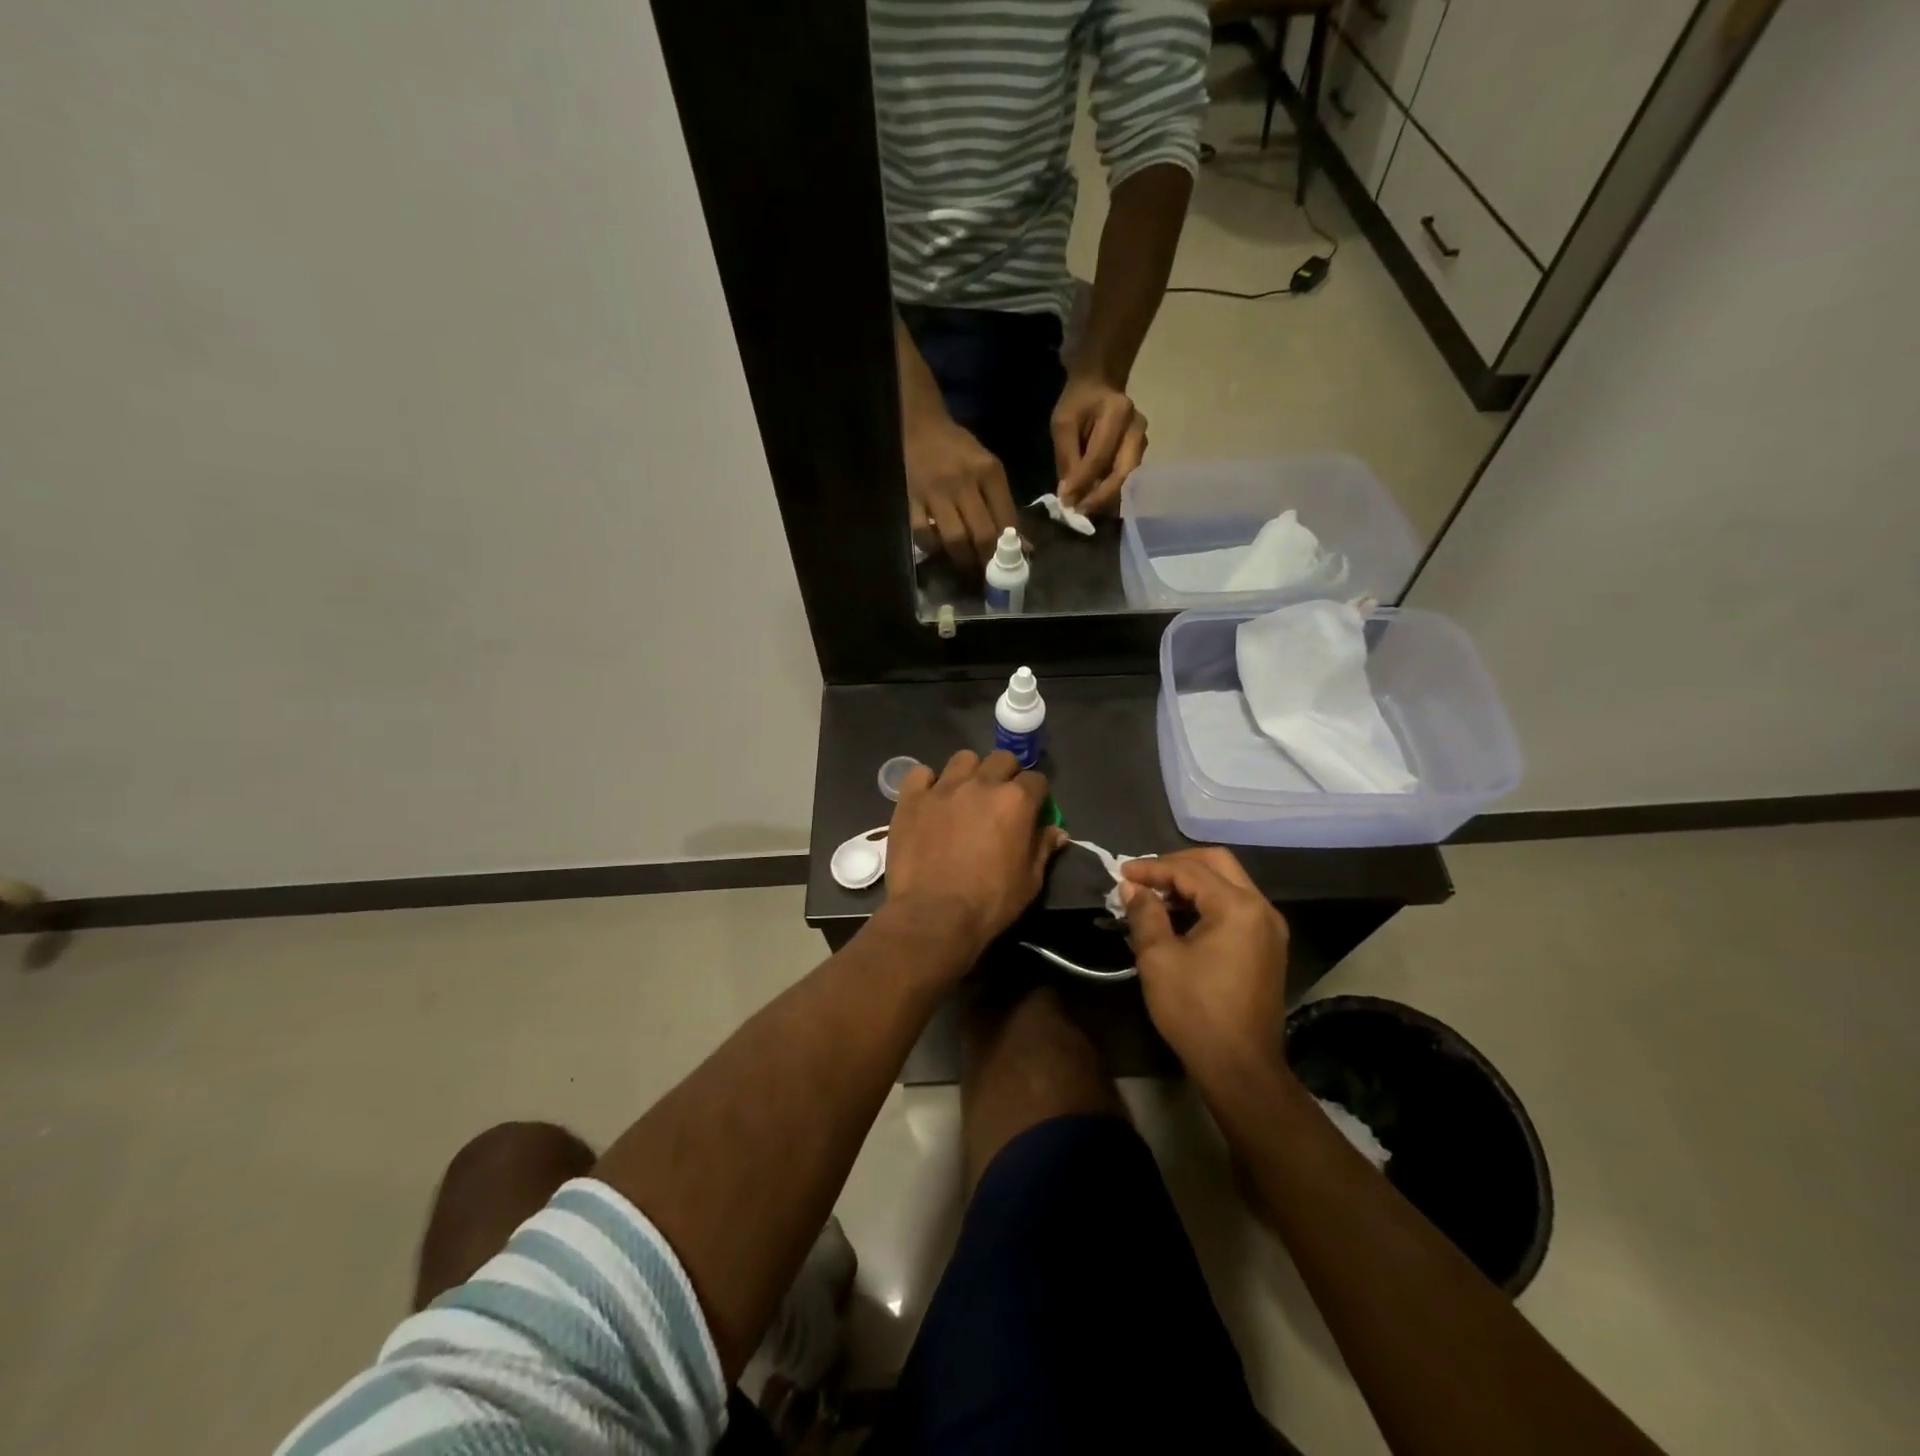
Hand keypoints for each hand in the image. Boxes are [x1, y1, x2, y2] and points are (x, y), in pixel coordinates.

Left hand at [884, 750, 1066, 965]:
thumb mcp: (1030, 881)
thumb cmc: (990, 902)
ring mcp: (943, 788)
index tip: (1033, 809)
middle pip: (1001, 759)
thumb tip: (1056, 831)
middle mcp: (981, 784)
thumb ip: (1043, 848)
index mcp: (1016, 801)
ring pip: (963, 759)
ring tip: (965, 795)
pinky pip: (921, 774)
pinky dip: (928, 783)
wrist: (933, 915)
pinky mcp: (912, 798)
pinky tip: (930, 800)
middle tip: (1000, 799)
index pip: (1036, 780)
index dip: (1037, 794)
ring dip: (970, 772)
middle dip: (1006, 774)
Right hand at [904, 409, 1020, 573]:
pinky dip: (933, 548)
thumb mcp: (988, 468)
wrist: (920, 426)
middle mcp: (964, 482)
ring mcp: (935, 492)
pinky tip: (939, 549)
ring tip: (966, 567)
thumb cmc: (959, 450)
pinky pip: (923, 534)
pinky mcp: (911, 499)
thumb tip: (1023, 545)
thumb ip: (1004, 504)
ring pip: (954, 539)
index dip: (1011, 547)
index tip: (1010, 563)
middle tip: (988, 573)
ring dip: (963, 560)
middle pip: (982, 534)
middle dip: (987, 560)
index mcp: (989, 472)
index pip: (1006, 519)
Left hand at [1051, 374, 1147, 516]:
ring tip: (1086, 512)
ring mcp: (1143, 442)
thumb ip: (1066, 458)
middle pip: (1123, 472)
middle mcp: (1137, 428)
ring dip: (1107, 500)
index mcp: (1117, 412)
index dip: (1083, 481)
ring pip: (1129, 480)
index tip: (1066, 502)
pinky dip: (1112, 495)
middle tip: (1080, 514)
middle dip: (1101, 498)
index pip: (1100, 456)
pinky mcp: (1141, 454)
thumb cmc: (1079, 403)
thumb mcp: (1064, 424)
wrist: (1100, 385)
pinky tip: (1096, 503)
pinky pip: (1129, 480)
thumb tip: (1068, 495)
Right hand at [1120, 848, 1291, 1081]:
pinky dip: (1206, 902)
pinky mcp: (1267, 947)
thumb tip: (1132, 887)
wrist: (1240, 1068)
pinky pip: (1235, 907)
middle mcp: (1261, 909)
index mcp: (1238, 907)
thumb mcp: (1158, 958)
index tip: (1121, 874)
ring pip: (1228, 884)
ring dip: (1191, 883)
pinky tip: (1178, 917)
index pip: (1189, 870)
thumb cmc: (1195, 1010)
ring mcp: (1269, 928)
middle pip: (1217, 864)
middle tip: (1143, 876)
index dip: (1152, 868)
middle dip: (1176, 864)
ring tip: (1155, 895)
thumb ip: (1145, 913)